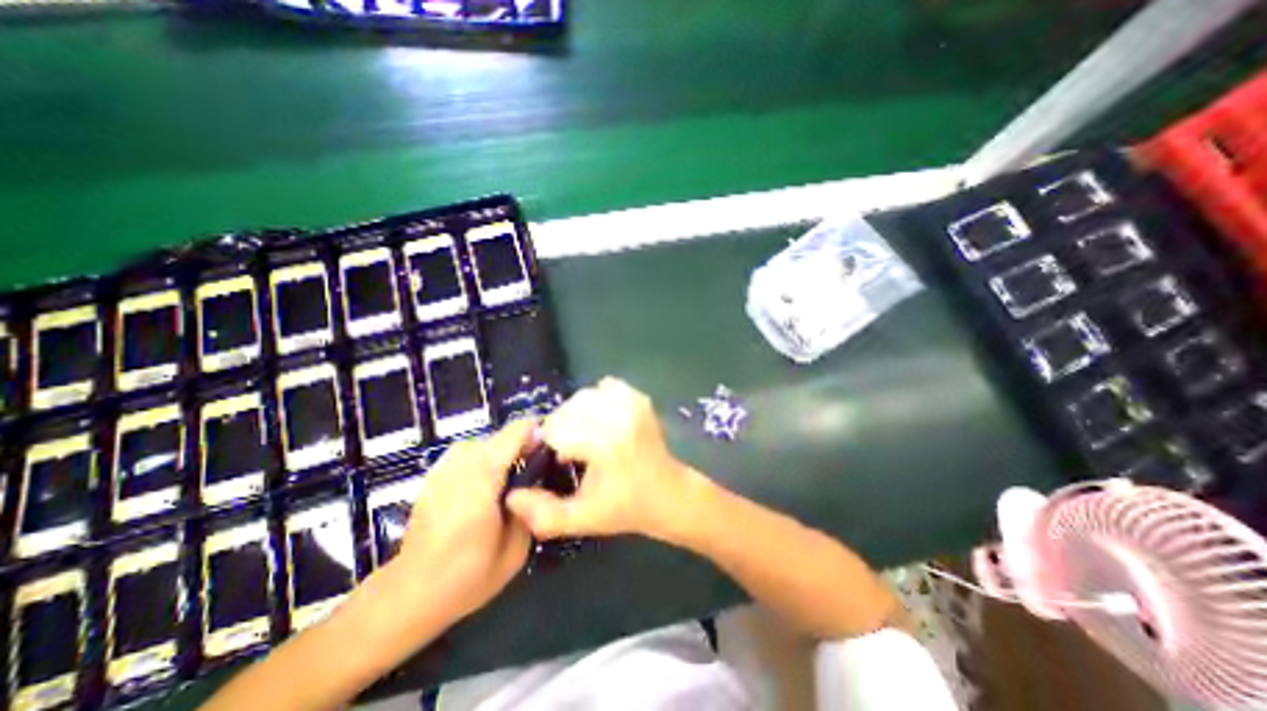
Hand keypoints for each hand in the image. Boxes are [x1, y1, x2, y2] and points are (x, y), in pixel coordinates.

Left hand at [395, 423, 536, 621]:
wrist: (408, 595)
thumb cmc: (466, 576)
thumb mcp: (515, 551)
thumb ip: (530, 510)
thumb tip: (536, 482)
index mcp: (482, 478)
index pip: (515, 432)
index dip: (538, 431)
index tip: (553, 444)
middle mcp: (461, 465)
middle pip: (500, 435)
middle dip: (522, 444)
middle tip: (535, 466)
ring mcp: (443, 469)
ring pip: (482, 442)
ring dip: (501, 451)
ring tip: (511, 474)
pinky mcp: (433, 477)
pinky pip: (465, 454)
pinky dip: (481, 459)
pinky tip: (485, 484)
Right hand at [504, 382, 692, 541]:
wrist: (668, 493)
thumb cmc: (625, 508)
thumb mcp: (582, 519)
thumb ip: (543, 514)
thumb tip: (511, 496)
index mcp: (605, 444)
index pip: (556, 428)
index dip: (551, 444)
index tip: (560, 459)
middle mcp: (618, 416)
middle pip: (568, 408)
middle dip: (563, 428)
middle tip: (573, 450)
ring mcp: (632, 403)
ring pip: (584, 395)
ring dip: (578, 413)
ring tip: (587, 435)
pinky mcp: (639, 397)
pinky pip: (605, 386)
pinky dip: (597, 400)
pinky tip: (603, 421)